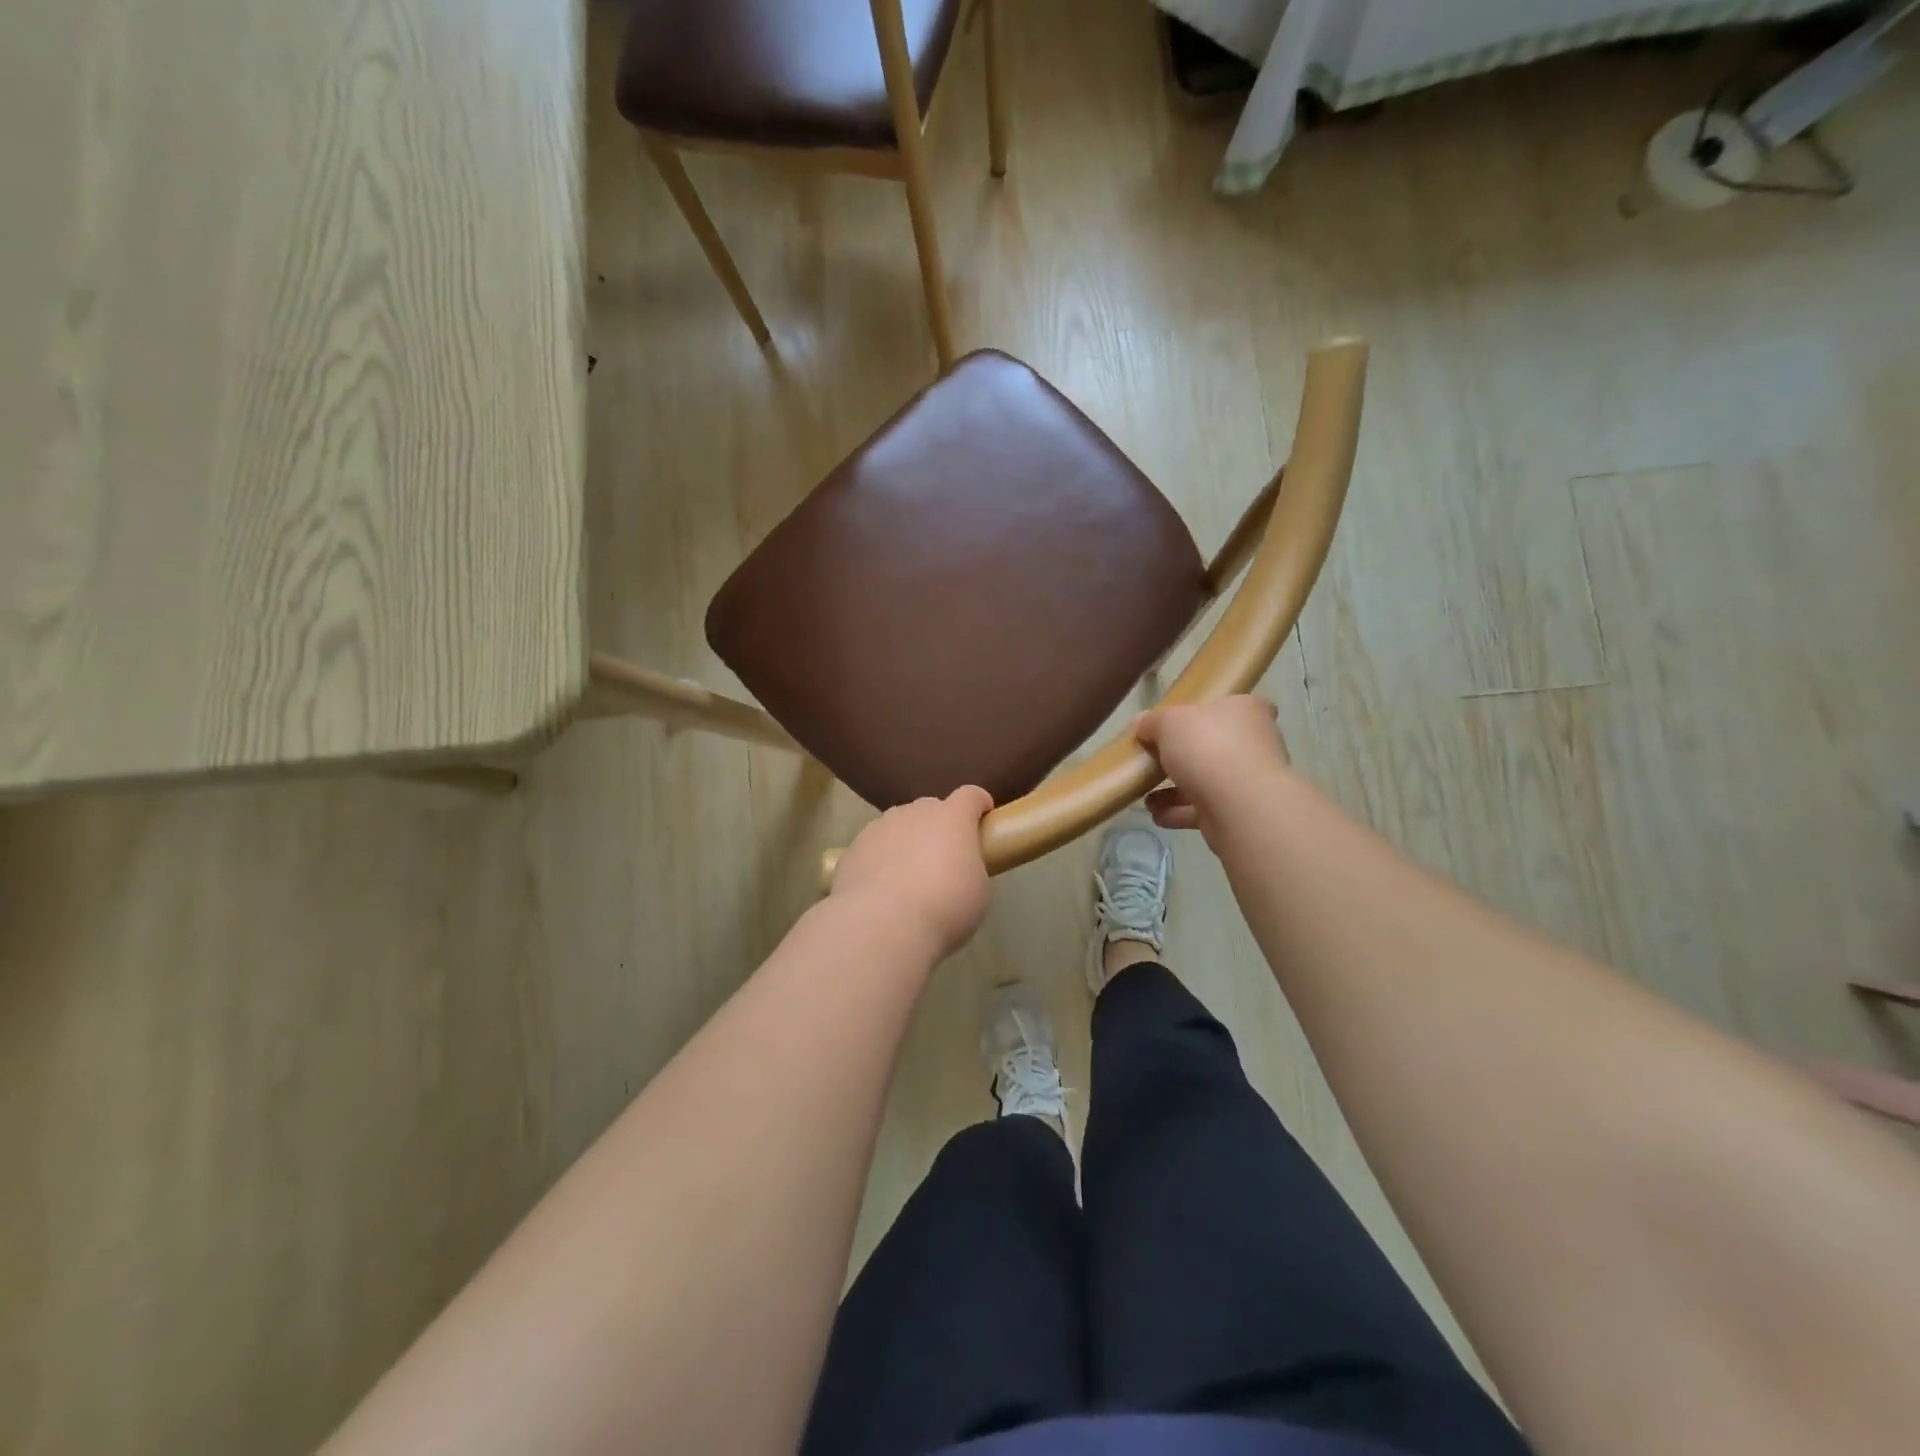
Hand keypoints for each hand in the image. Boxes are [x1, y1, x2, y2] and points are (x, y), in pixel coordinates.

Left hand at [830, 787, 993, 958]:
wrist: (882, 925)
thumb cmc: (944, 907)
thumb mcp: (977, 891)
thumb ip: (969, 868)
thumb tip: (958, 868)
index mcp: (951, 818)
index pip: (970, 795)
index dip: (978, 805)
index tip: (983, 818)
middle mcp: (914, 813)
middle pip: (931, 808)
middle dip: (939, 826)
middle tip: (943, 859)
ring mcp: (879, 827)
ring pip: (898, 825)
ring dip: (907, 841)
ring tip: (907, 877)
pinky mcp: (853, 848)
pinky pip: (874, 847)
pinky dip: (880, 860)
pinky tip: (880, 890)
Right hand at [1135, 697, 1289, 842]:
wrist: (1238, 805)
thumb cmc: (1208, 747)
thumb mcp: (1169, 722)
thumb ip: (1153, 721)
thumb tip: (1142, 723)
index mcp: (1247, 711)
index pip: (1235, 705)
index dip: (1208, 712)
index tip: (1181, 725)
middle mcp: (1256, 743)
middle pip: (1217, 745)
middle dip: (1184, 756)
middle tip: (1155, 759)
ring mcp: (1250, 780)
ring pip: (1208, 780)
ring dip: (1176, 789)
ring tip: (1146, 794)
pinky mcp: (1241, 811)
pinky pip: (1205, 808)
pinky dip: (1180, 812)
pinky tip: (1156, 814)